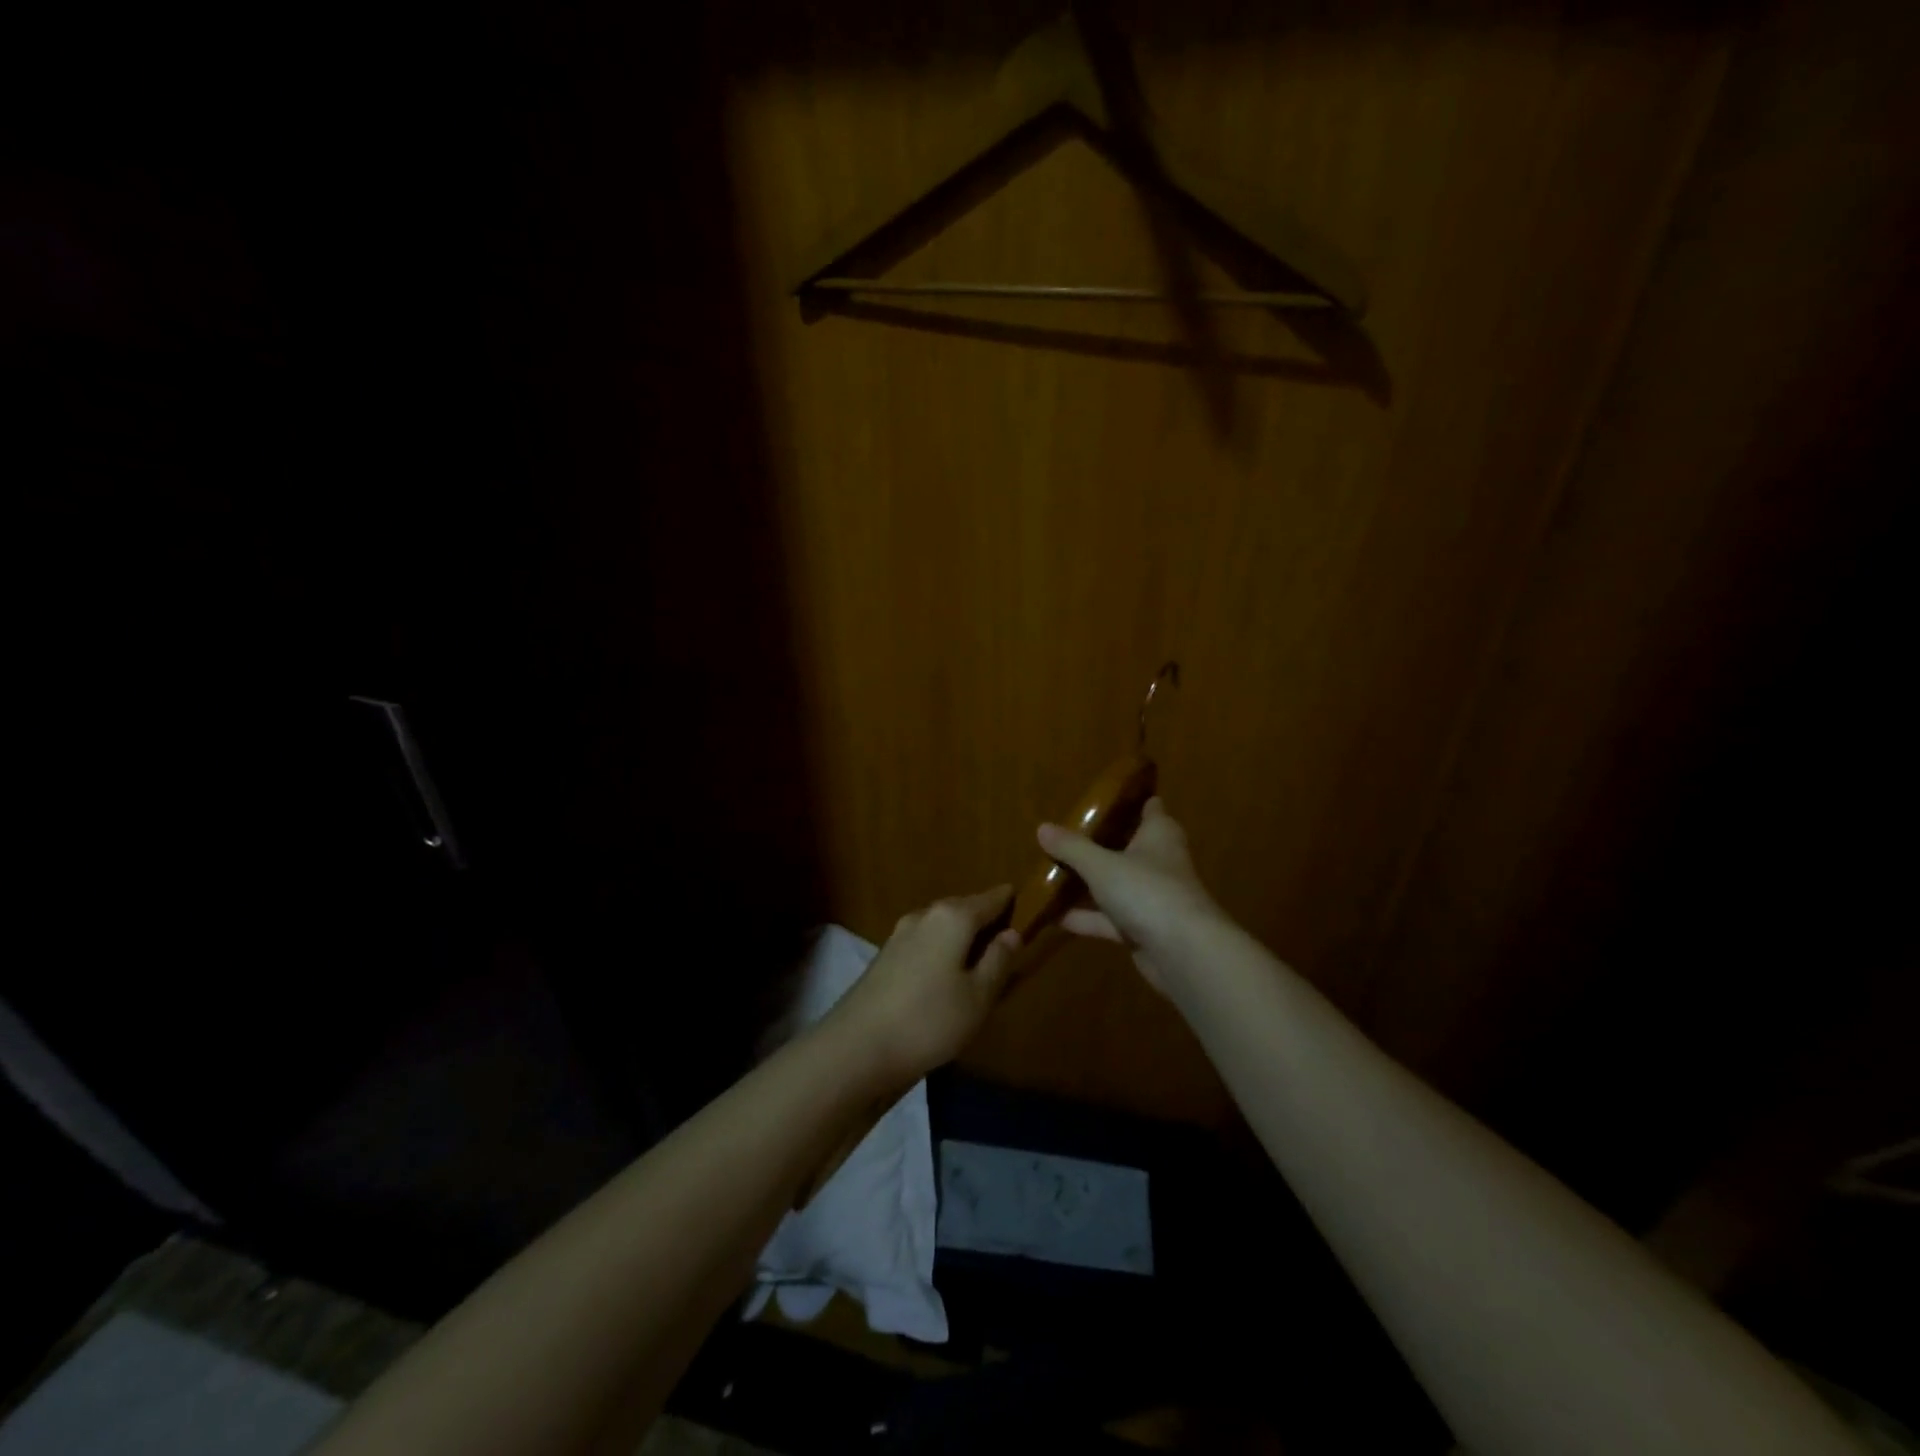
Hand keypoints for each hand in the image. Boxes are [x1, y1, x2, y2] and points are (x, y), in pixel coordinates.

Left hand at [825, 885, 1021, 1087]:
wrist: (856, 1047)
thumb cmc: (929, 1020)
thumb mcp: (978, 996)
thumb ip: (998, 960)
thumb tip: (1012, 933)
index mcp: (953, 917)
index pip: (991, 898)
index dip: (1011, 901)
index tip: (1029, 908)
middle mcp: (925, 915)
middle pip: (964, 907)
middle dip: (986, 919)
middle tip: (1008, 940)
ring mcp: (900, 934)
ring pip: (942, 925)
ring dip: (962, 936)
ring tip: (980, 960)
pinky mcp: (885, 956)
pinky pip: (925, 941)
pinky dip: (942, 949)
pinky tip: (947, 975)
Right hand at [1038, 799, 1227, 996]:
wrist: (1183, 954)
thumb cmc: (1147, 891)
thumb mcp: (1101, 865)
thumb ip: (1072, 847)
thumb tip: (1042, 828)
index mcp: (1158, 835)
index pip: (1149, 807)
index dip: (1129, 799)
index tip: (1101, 795)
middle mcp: (1159, 862)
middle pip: (1127, 846)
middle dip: (1098, 842)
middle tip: (1064, 835)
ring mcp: (1152, 898)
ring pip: (1115, 884)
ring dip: (1087, 883)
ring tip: (1049, 874)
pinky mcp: (1143, 930)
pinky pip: (1109, 918)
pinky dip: (1085, 917)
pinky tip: (1053, 917)